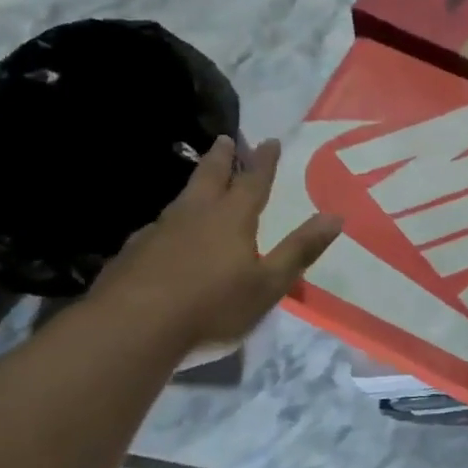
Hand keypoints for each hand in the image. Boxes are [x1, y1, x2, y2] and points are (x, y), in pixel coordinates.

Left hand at [90, 136, 340, 351]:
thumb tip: (334, 216)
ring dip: (194, 185)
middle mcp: (194, 215)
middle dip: (222, 159)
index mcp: (231, 219)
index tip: (270, 141)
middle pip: (210, 177)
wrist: (132, 328)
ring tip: (199, 182)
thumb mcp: (268, 284)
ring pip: (181, 199)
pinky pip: (157, 227)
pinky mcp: (133, 252)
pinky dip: (169, 222)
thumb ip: (299, 250)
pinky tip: (166, 235)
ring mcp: (159, 231)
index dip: (264, 162)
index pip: (253, 182)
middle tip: (225, 139)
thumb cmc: (211, 307)